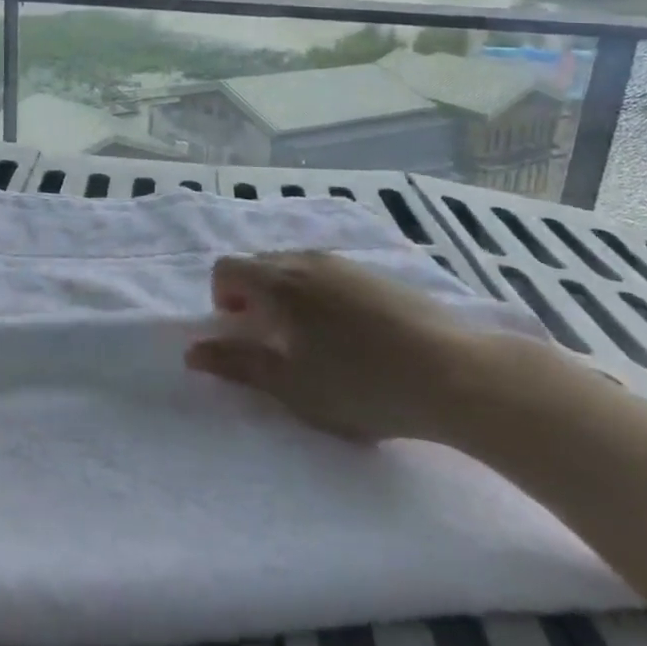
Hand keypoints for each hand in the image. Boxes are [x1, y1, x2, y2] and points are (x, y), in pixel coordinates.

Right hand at [185, 250, 504, 444]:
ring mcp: (344, 263)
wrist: (454, 373)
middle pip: (260, 264)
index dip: (222, 298)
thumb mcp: (291, 385)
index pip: (226, 267)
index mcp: (278, 281)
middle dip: (253, 297)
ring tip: (314, 342)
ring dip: (287, 296)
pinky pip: (328, 274)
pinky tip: (351, 336)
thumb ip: (238, 363)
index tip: (243, 332)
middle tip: (275, 343)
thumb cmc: (361, 385)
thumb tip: (192, 352)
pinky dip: (320, 296)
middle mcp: (306, 259)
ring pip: (296, 268)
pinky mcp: (376, 274)